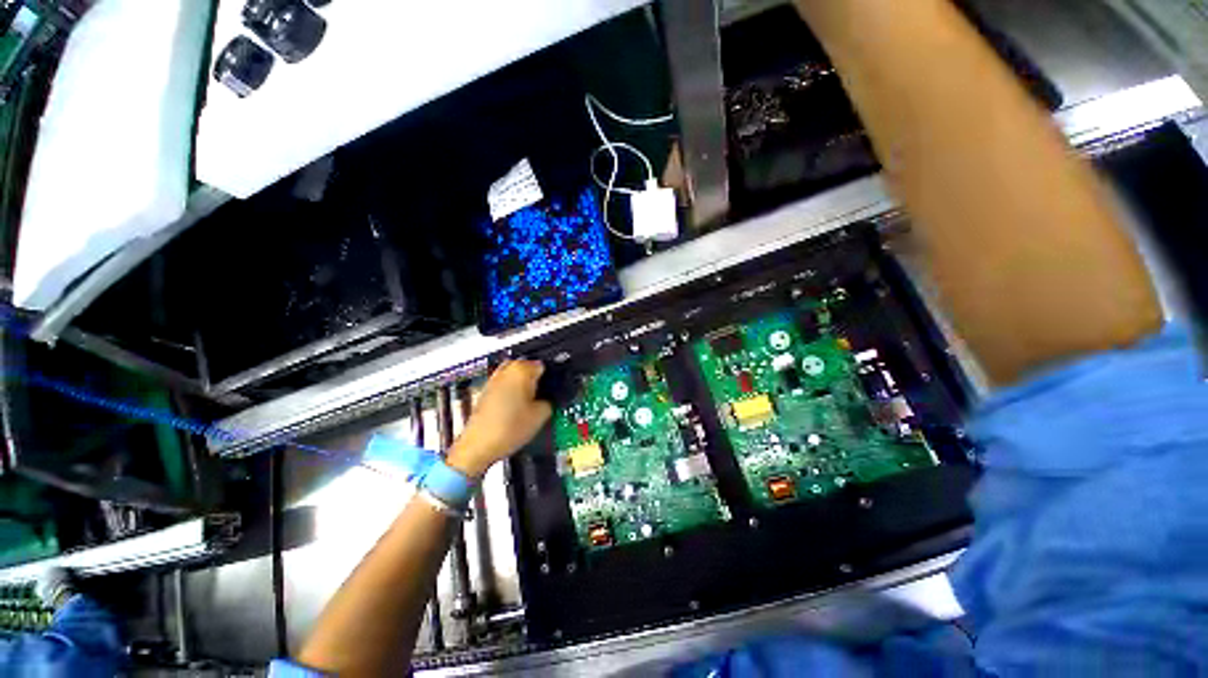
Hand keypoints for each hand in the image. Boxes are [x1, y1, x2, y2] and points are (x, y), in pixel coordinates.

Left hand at [446, 361, 551, 478]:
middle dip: (536, 379)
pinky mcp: (485, 391)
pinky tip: (516, 409)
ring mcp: (494, 379)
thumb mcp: (541, 416)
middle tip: (543, 396)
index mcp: (522, 369)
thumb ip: (549, 401)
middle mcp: (507, 369)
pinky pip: (505, 385)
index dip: (551, 378)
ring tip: (530, 404)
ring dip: (523, 385)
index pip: (544, 365)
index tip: (554, 388)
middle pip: (528, 368)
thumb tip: (549, 399)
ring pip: (515, 376)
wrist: (479, 445)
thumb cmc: (509, 428)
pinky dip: (511, 392)